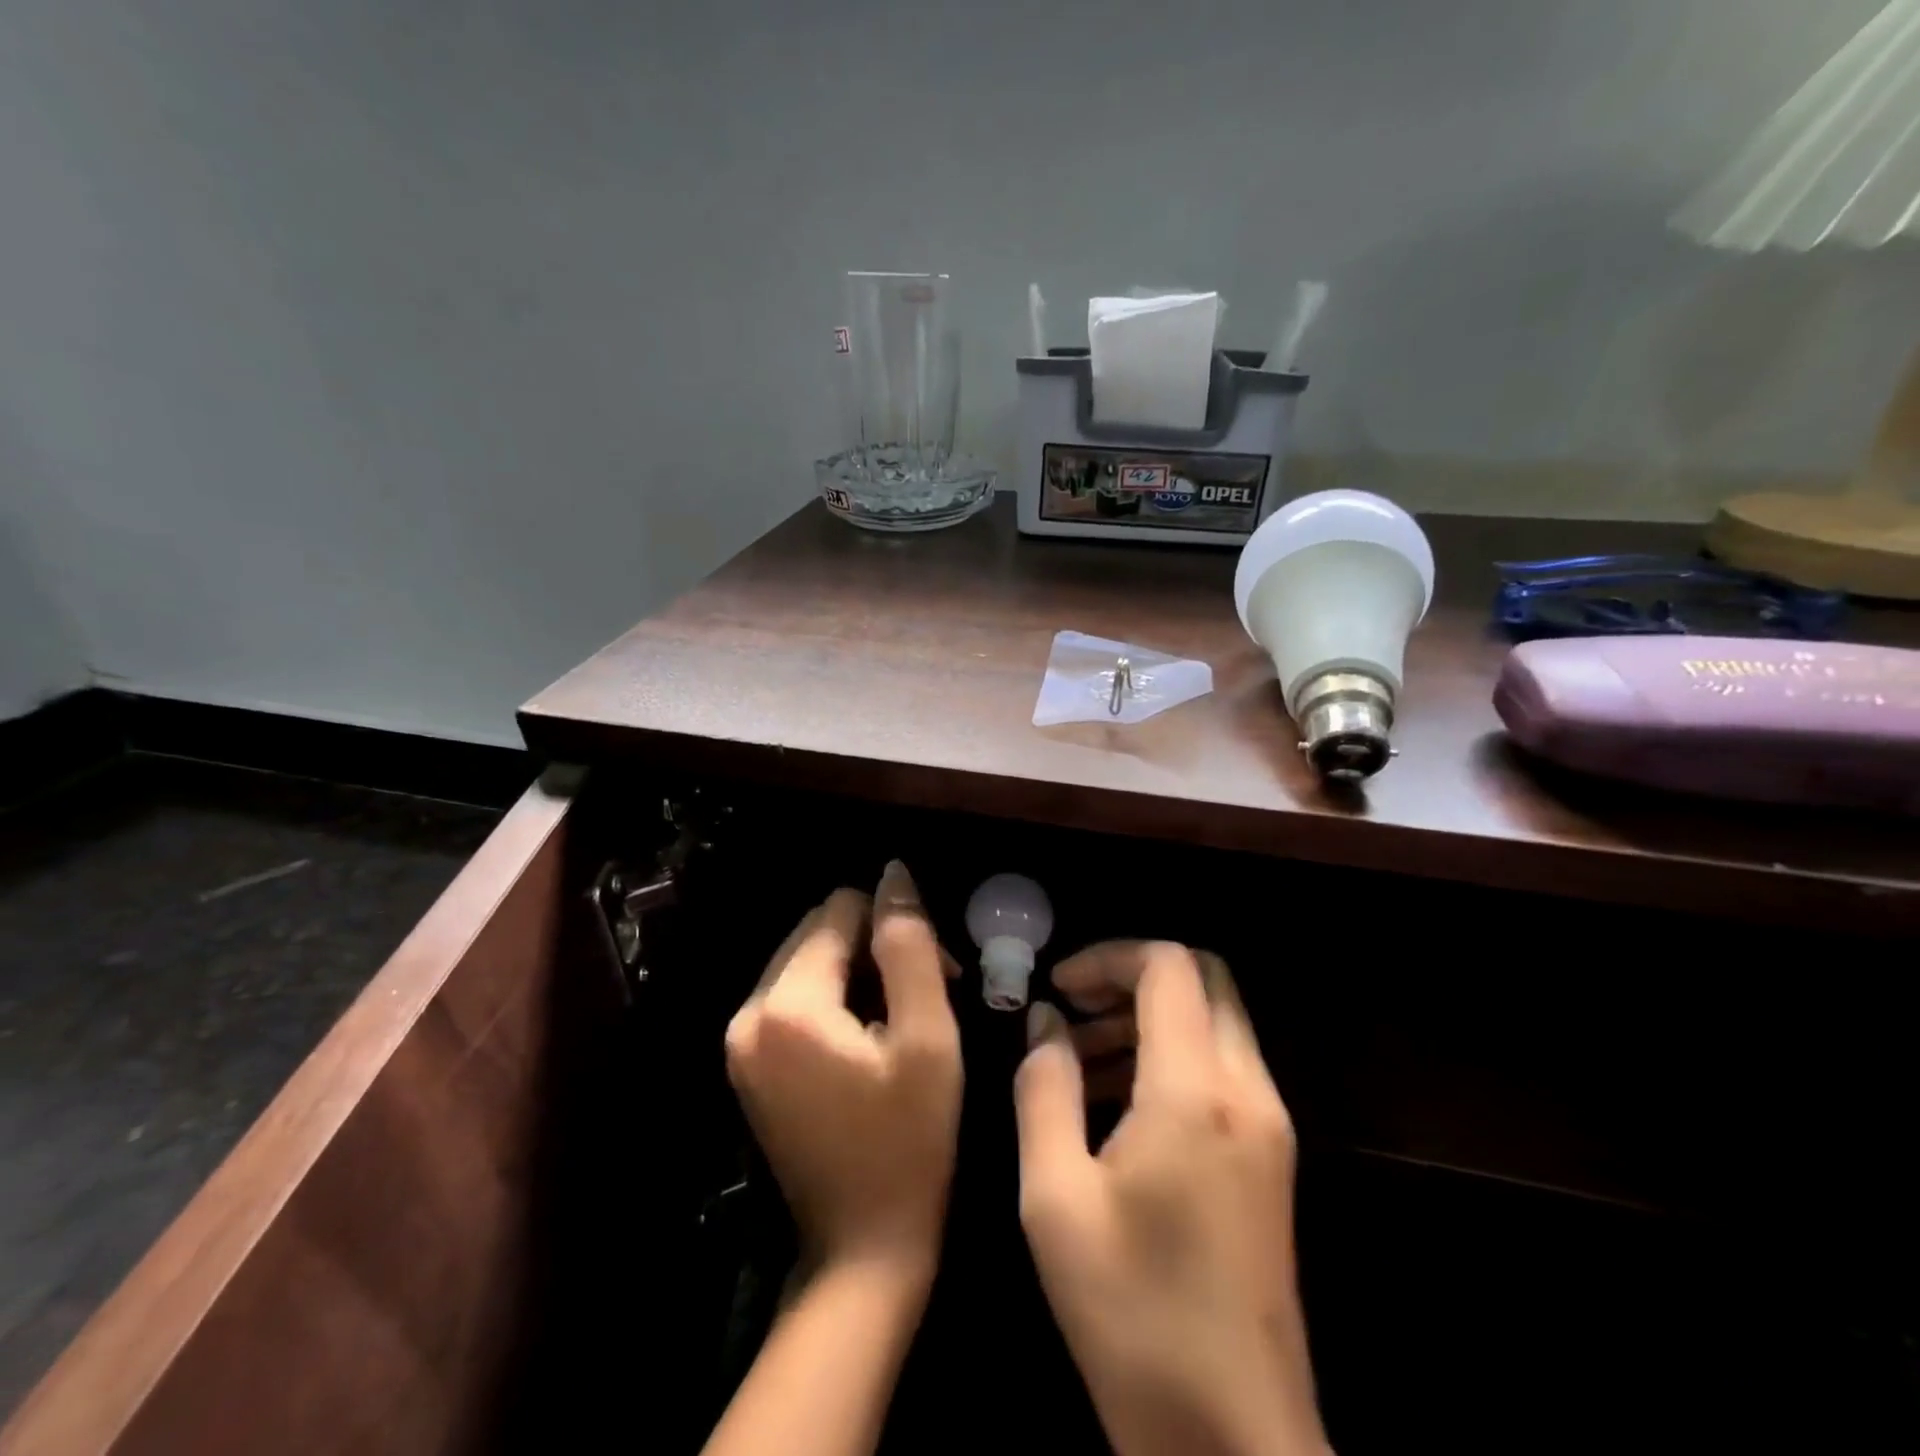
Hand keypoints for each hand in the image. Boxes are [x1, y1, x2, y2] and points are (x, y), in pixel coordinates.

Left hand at [725, 862, 961, 1284]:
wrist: (862, 1250)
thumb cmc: (910, 1144)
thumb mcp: (927, 1038)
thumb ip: (909, 945)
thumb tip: (894, 874)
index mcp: (787, 1005)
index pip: (841, 911)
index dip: (895, 928)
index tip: (938, 973)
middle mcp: (748, 1012)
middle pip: (819, 931)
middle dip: (875, 947)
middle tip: (927, 994)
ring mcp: (740, 1040)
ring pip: (808, 961)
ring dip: (858, 972)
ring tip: (902, 1018)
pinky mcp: (747, 1062)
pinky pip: (794, 996)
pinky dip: (835, 998)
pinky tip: (869, 1036)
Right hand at [1015, 943, 1327, 1455]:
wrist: (1234, 1442)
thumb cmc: (1131, 1315)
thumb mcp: (1055, 1196)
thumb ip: (1044, 1088)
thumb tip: (1048, 1023)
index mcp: (1195, 1089)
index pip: (1168, 965)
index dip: (1108, 957)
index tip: (1060, 984)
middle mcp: (1247, 1089)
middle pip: (1204, 979)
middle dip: (1133, 978)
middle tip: (1074, 1011)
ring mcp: (1270, 1124)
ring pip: (1216, 1021)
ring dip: (1151, 1017)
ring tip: (1083, 1059)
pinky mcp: (1273, 1158)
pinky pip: (1224, 1067)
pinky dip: (1174, 1055)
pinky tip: (1120, 1104)